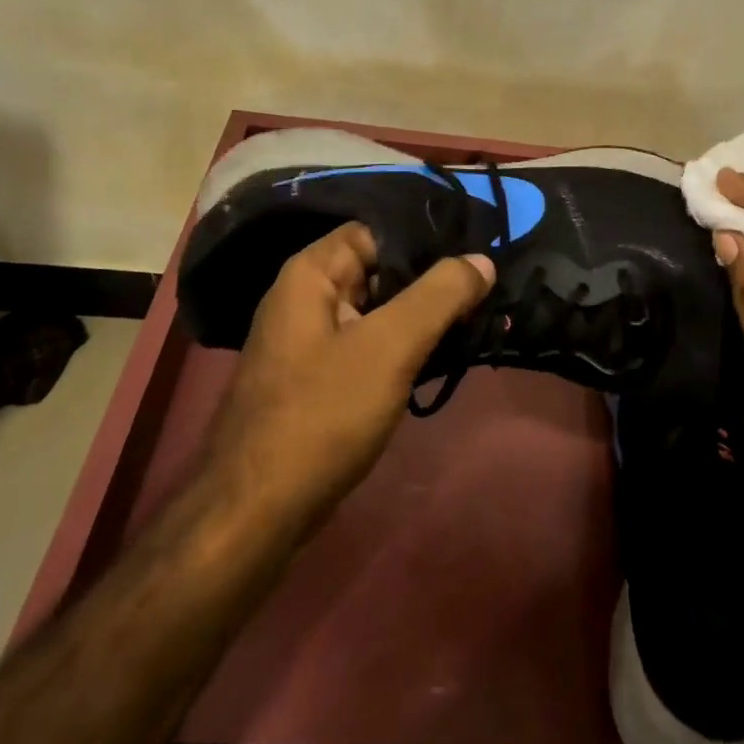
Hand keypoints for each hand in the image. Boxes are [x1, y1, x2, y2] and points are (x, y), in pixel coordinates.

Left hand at [197, 223, 495, 533]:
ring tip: (477, 318)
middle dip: (430, 280)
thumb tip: (481, 260)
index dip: (425, 239)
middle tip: (486, 289)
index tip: (474, 252)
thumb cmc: (322, 414)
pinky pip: (368, 345)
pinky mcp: (318, 378)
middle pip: (379, 270)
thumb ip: (439, 295)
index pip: (377, 231)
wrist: (257, 512)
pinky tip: (440, 357)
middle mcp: (306, 297)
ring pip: (378, 311)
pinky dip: (403, 347)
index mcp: (311, 273)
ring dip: (421, 316)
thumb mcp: (390, 346)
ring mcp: (310, 341)